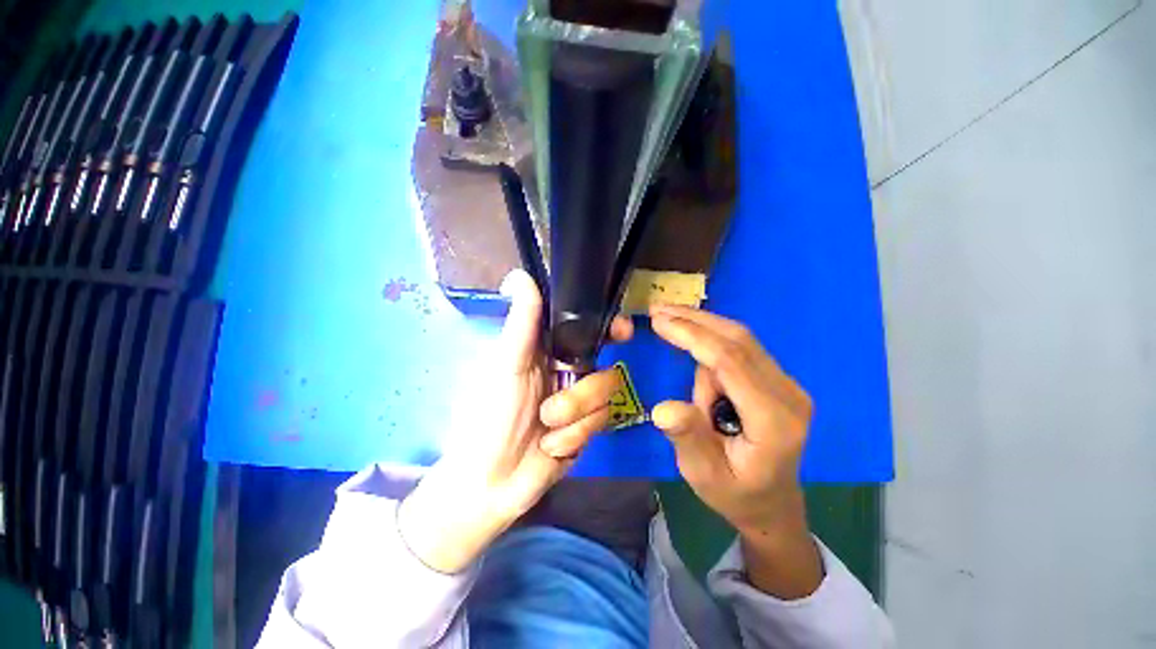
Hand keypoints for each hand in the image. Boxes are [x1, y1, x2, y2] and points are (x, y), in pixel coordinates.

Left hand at [399, 269, 631, 572]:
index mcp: (549, 351)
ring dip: (574, 419)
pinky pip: (602, 423)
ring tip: (545, 431)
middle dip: (582, 393)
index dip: (610, 327)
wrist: (490, 484)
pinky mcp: (588, 429)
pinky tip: (551, 448)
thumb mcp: (505, 367)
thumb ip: (522, 324)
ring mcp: (581, 401)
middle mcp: (570, 371)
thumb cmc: (489, 418)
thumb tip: (521, 274)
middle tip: (553, 410)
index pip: (589, 329)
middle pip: (606, 367)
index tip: (624, 332)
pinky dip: (574, 437)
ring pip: (607, 397)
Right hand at [649, 304, 822, 598]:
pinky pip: (741, 348)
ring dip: (701, 326)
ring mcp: (786, 385)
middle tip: (658, 309)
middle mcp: (788, 394)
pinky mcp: (776, 381)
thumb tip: (663, 408)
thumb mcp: (704, 475)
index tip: (658, 320)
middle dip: (695, 320)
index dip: (692, 336)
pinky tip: (689, 333)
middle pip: (739, 341)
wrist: (772, 504)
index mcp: (773, 421)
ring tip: (667, 318)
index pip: (730, 362)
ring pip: (741, 339)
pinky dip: (711, 336)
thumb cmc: (735, 493)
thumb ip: (688, 439)